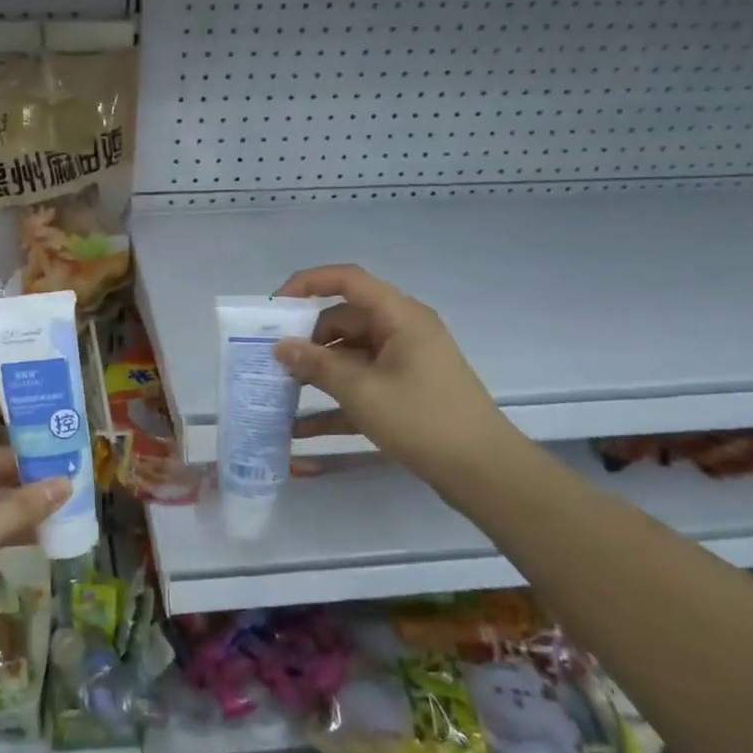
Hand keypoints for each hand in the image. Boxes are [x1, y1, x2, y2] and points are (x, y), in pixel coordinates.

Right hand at [272, 263, 517, 487]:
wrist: (484, 472)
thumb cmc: (423, 420)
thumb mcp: (362, 391)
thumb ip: (317, 365)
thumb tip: (280, 346)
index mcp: (399, 317)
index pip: (347, 280)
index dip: (307, 283)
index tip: (274, 308)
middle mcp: (401, 331)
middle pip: (343, 320)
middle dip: (305, 338)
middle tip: (269, 358)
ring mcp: (402, 363)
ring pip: (348, 355)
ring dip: (315, 371)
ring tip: (276, 388)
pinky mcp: (402, 393)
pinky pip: (359, 386)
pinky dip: (332, 402)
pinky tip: (298, 428)